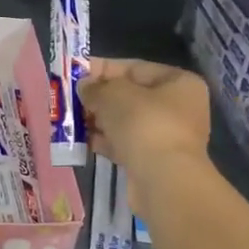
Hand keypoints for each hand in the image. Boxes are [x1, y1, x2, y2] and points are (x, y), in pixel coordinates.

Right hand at [78, 58, 211, 214]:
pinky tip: (83, 141)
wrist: (164, 181)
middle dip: (98, 98)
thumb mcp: (113, 95)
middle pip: (130, 96)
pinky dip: (105, 141)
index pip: (134, 68)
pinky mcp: (155, 160)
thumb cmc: (144, 124)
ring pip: (126, 121)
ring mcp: (168, 136)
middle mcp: (179, 107)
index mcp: (179, 83)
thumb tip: (84, 87)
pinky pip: (125, 143)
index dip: (101, 69)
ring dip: (99, 120)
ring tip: (71, 120)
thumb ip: (95, 87)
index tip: (74, 73)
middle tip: (70, 99)